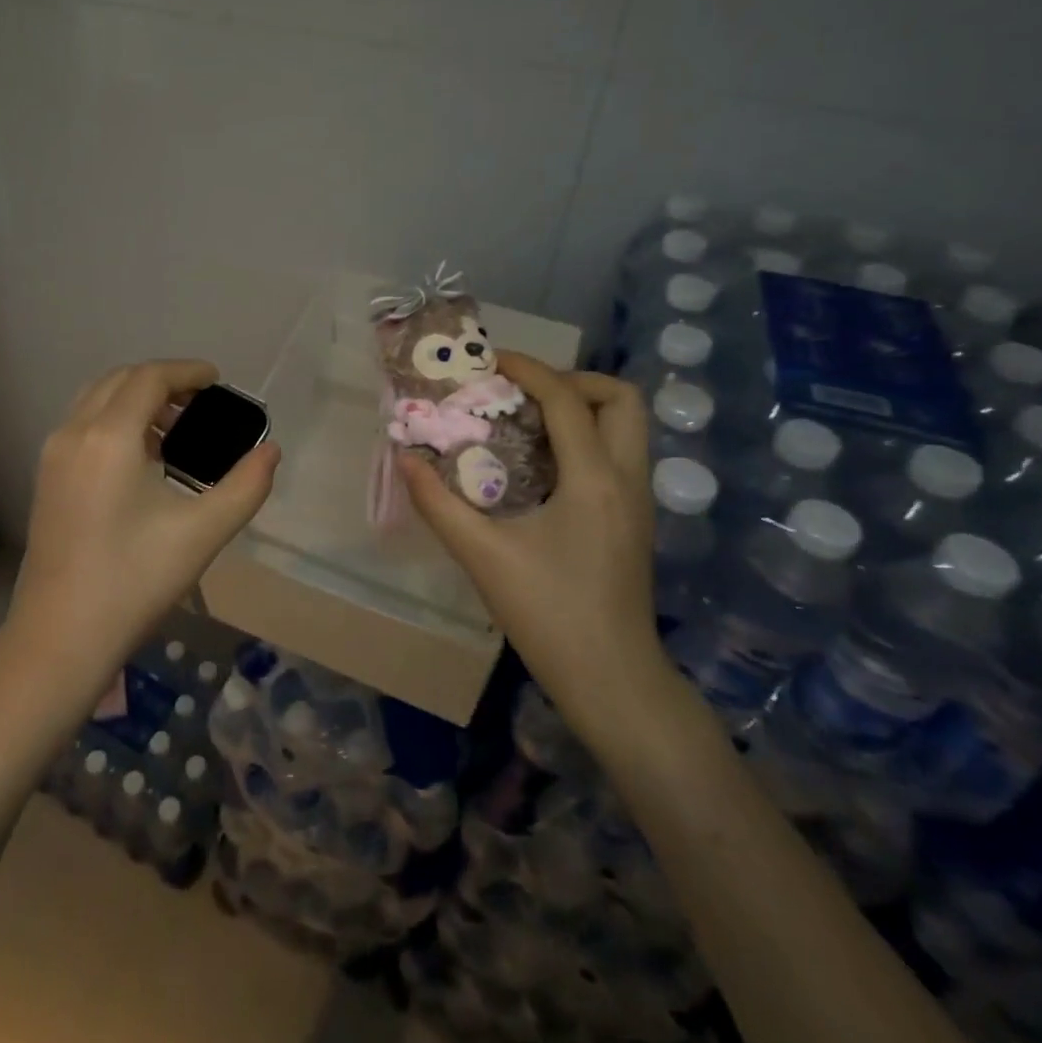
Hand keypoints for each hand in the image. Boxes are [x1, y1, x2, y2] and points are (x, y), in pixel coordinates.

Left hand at [9, 360, 280, 701]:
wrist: (60, 638)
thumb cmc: (134, 581)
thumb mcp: (202, 533)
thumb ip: (246, 486)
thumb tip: (271, 452)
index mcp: (109, 437)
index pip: (150, 378)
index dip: (187, 371)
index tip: (218, 380)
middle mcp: (74, 433)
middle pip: (120, 380)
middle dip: (162, 380)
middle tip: (202, 402)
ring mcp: (53, 455)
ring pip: (97, 399)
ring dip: (136, 398)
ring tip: (176, 428)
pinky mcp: (46, 478)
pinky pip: (83, 424)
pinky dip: (115, 419)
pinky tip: (143, 456)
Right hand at [397, 354, 671, 739]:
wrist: (612, 679)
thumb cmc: (548, 615)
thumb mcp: (482, 556)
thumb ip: (437, 503)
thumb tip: (404, 458)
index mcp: (594, 480)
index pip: (567, 399)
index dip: (529, 369)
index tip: (491, 363)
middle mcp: (626, 479)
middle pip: (622, 398)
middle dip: (572, 381)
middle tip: (524, 395)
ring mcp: (637, 500)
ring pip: (626, 426)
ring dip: (580, 408)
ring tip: (526, 423)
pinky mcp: (634, 519)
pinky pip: (616, 453)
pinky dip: (583, 438)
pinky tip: (539, 465)